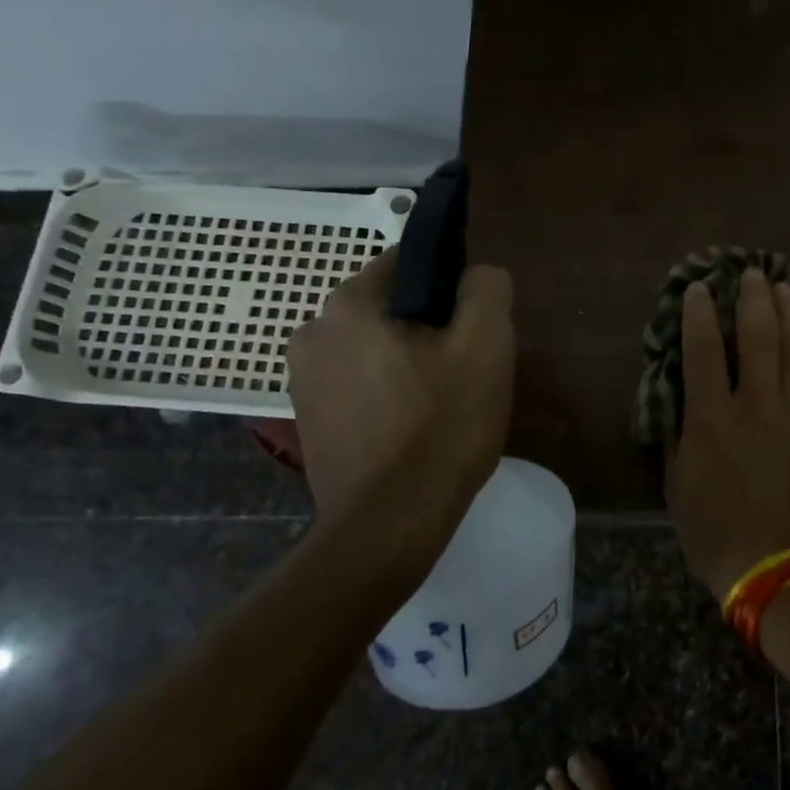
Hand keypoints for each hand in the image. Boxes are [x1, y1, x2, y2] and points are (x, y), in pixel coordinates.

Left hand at [288, 249, 514, 536]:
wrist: (388, 526)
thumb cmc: (440, 429)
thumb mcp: (485, 348)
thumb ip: (487, 291)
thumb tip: (479, 274)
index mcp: (349, 304)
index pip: (408, 262)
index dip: (450, 286)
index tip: (474, 326)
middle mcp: (312, 331)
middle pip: (390, 308)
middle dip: (430, 328)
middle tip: (466, 370)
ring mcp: (302, 380)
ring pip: (375, 348)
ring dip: (408, 362)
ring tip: (442, 403)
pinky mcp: (308, 420)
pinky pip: (359, 384)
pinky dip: (387, 392)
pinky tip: (413, 427)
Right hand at [666, 268, 789, 600]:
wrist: (787, 570)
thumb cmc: (719, 536)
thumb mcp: (679, 490)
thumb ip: (680, 439)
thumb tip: (682, 405)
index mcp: (712, 421)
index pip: (704, 351)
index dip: (699, 314)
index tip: (698, 288)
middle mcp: (756, 405)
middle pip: (758, 336)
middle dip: (752, 298)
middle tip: (749, 271)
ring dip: (787, 312)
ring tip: (781, 287)